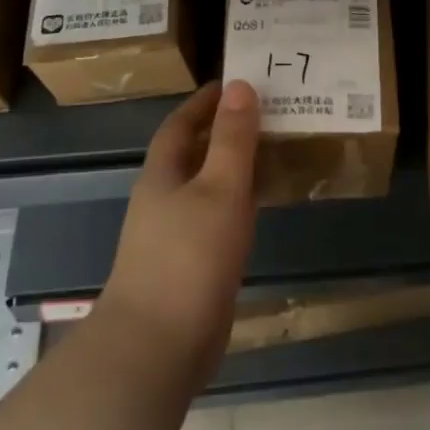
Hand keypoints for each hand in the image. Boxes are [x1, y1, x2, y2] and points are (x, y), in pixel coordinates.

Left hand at [97, 80, 259, 385]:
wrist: (158, 345)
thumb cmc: (190, 257)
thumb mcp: (220, 188)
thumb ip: (232, 139)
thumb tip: (239, 85)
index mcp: (162, 175)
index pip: (180, 124)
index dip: (205, 102)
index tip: (236, 84)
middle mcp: (161, 201)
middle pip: (191, 155)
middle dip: (222, 132)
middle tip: (267, 116)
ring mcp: (171, 237)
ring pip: (204, 188)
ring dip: (231, 169)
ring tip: (272, 154)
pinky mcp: (186, 267)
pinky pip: (213, 219)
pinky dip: (235, 204)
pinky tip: (258, 210)